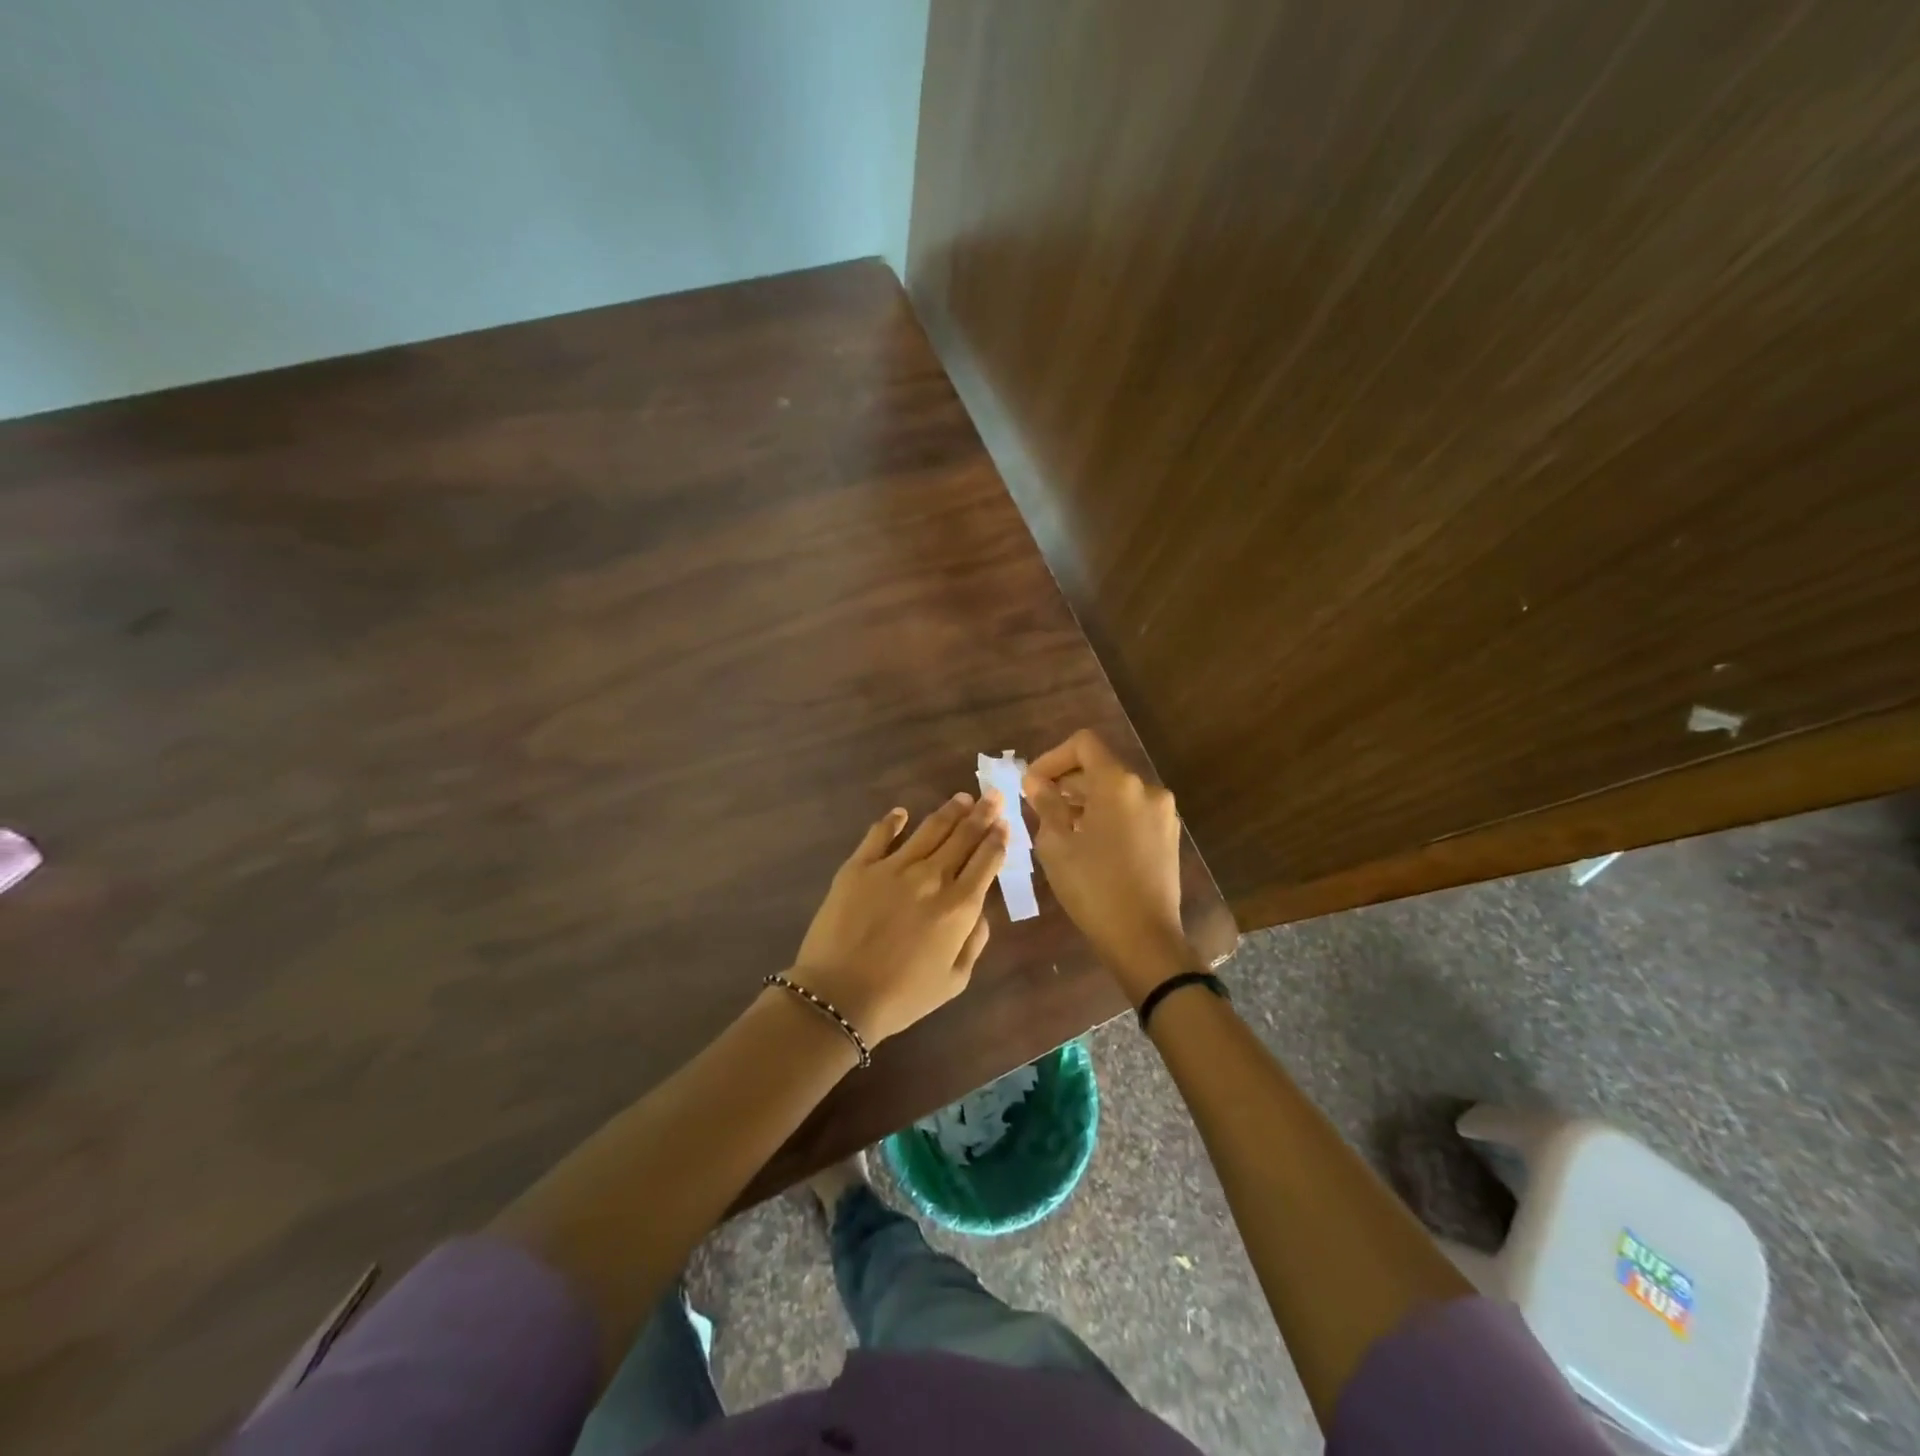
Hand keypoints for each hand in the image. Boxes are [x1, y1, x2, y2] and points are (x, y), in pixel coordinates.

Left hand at [791, 792, 1008, 1044]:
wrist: (839, 996)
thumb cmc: (902, 997)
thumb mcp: (954, 980)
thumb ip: (974, 941)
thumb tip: (980, 910)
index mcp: (959, 906)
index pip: (986, 861)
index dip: (998, 839)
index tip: (1005, 822)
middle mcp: (931, 877)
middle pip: (963, 836)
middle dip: (982, 814)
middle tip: (993, 796)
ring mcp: (893, 867)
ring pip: (929, 829)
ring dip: (950, 811)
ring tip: (962, 798)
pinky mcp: (859, 866)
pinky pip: (880, 834)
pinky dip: (893, 820)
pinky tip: (901, 813)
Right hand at [1023, 730, 1187, 999]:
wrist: (1144, 939)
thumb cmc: (1093, 888)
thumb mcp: (1057, 845)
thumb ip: (1046, 804)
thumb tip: (1036, 782)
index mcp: (1118, 784)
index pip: (1084, 744)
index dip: (1052, 757)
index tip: (1032, 783)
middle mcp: (1146, 788)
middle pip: (1100, 766)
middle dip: (1066, 781)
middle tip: (1038, 806)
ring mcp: (1162, 812)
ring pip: (1116, 790)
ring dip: (1086, 799)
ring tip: (1060, 827)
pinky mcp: (1168, 834)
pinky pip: (1131, 810)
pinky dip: (1107, 814)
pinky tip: (1088, 843)